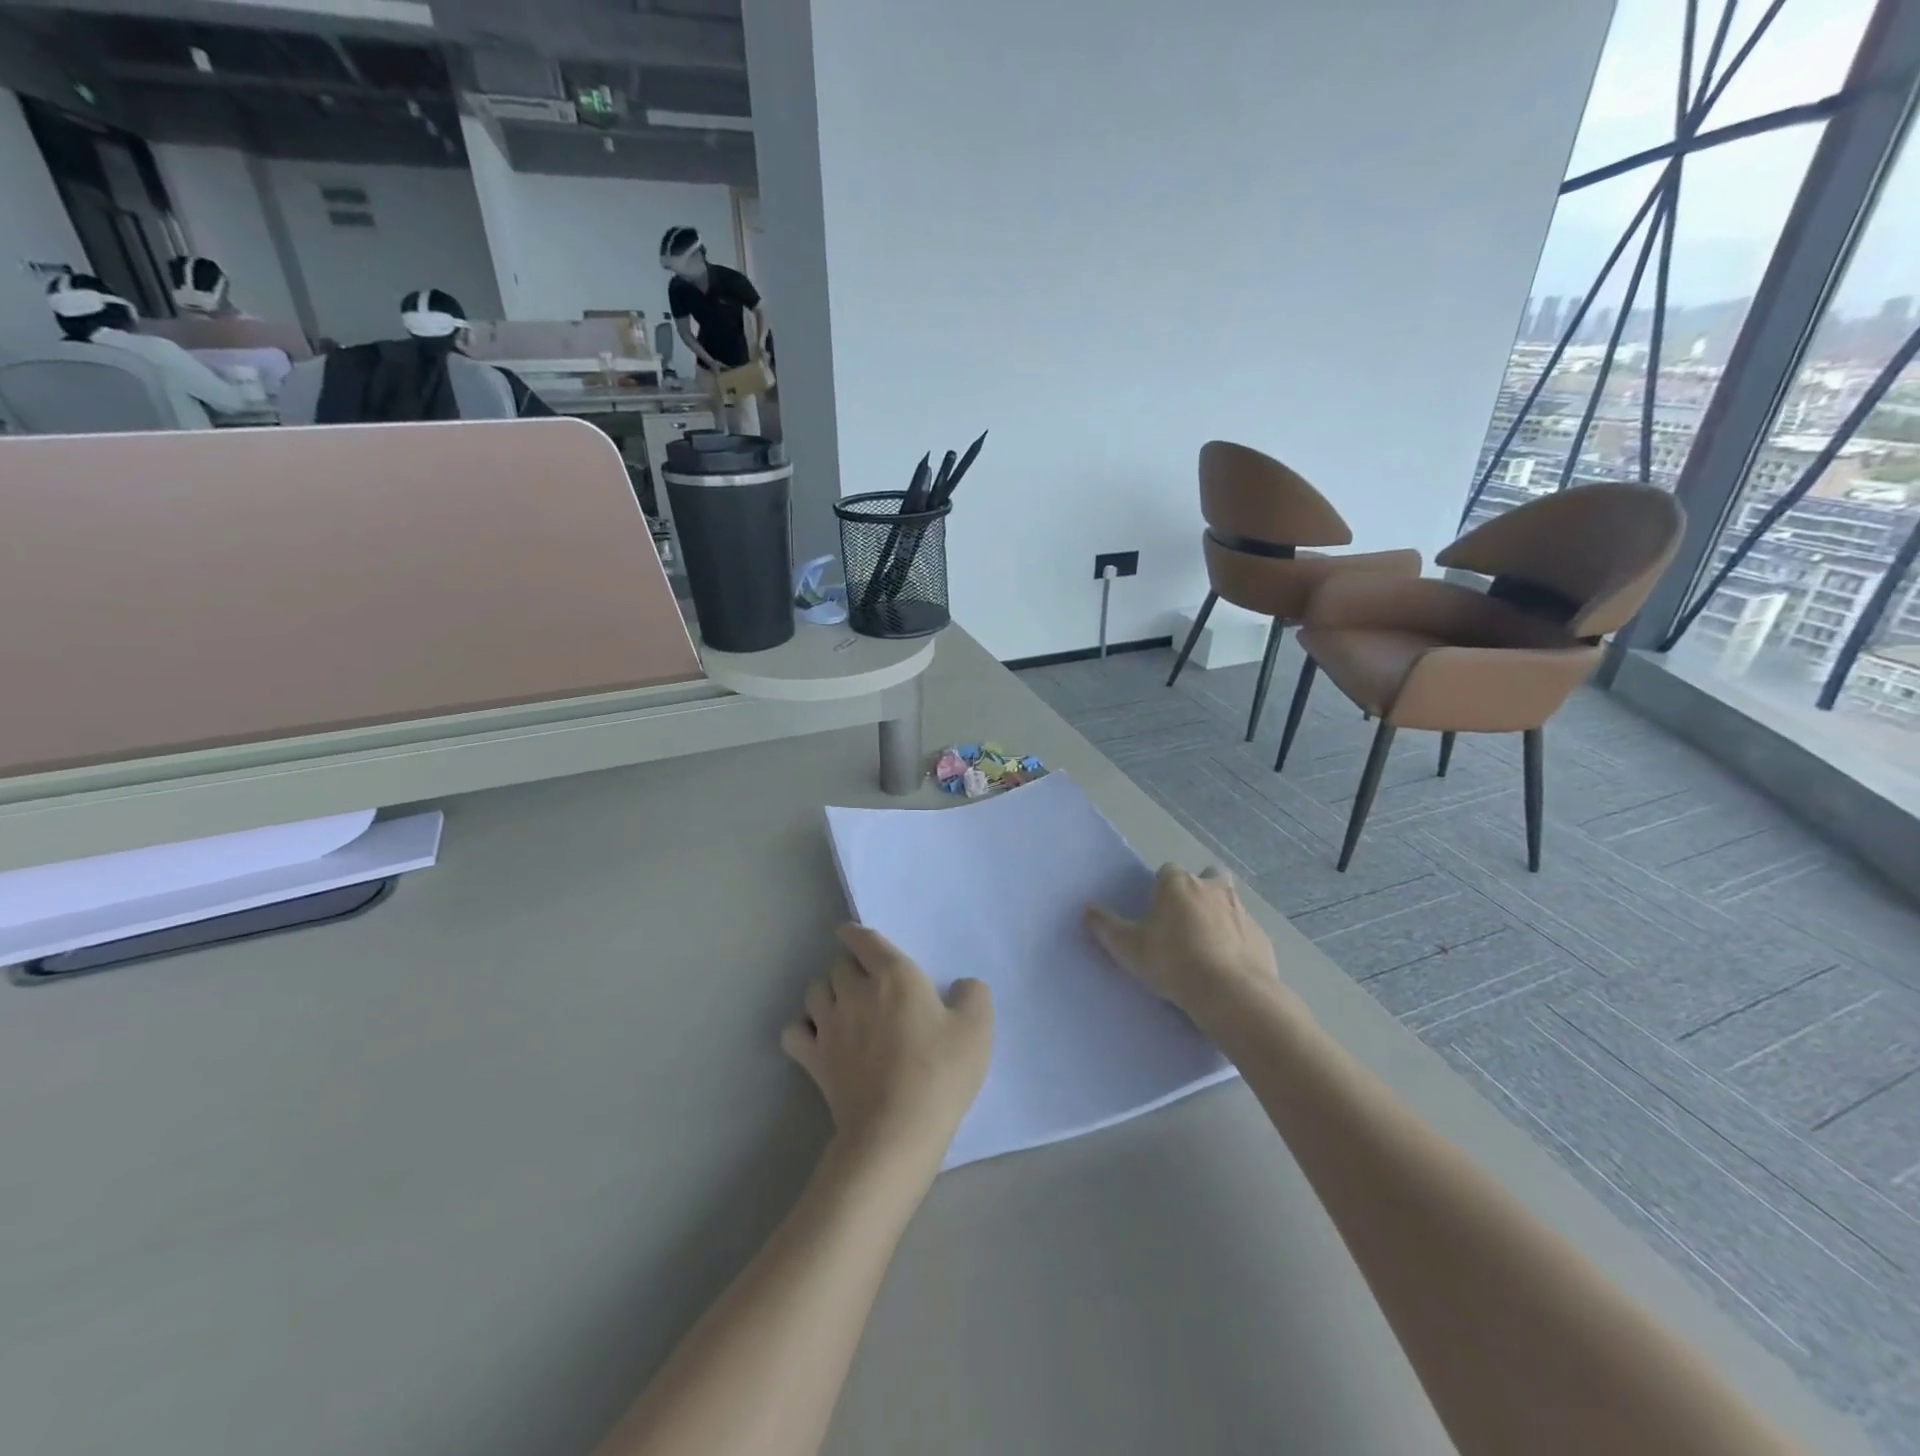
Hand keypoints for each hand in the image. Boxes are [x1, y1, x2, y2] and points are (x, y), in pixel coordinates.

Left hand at [782, 924, 992, 1171]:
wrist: (896, 1131)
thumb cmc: (939, 1073)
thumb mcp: (977, 1029)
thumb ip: (973, 995)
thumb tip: (962, 985)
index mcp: (893, 975)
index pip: (864, 939)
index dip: (856, 934)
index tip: (854, 935)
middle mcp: (855, 991)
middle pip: (838, 964)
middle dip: (848, 965)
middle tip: (864, 979)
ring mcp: (830, 1025)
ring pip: (814, 991)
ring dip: (826, 990)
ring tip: (841, 1002)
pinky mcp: (814, 1059)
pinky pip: (794, 1031)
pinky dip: (802, 1027)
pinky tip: (816, 1035)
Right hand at [1085, 864, 1302, 1029]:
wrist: (1232, 994)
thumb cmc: (1173, 962)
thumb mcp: (1127, 947)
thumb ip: (1105, 926)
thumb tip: (1087, 909)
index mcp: (1178, 883)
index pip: (1167, 872)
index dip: (1161, 890)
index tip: (1156, 913)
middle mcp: (1213, 888)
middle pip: (1206, 877)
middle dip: (1198, 892)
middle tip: (1185, 922)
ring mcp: (1242, 912)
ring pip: (1229, 905)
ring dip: (1219, 918)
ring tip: (1205, 949)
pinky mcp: (1262, 938)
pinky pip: (1246, 934)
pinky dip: (1237, 944)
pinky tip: (1227, 969)